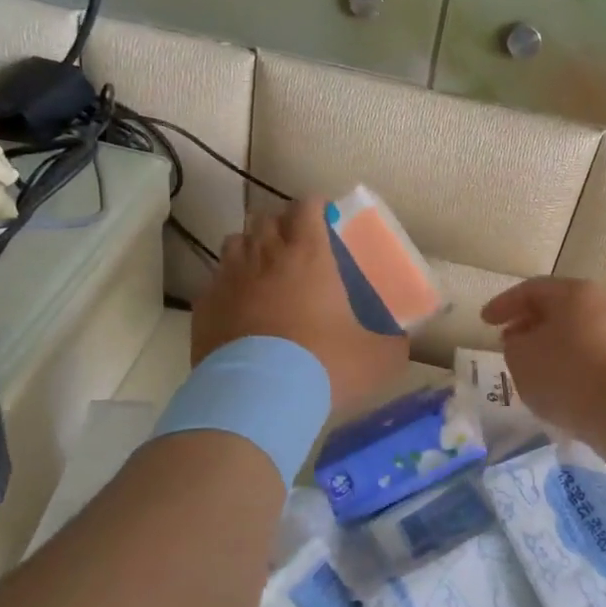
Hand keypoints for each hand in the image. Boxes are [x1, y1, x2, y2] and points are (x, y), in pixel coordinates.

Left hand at [194, 198, 407, 414]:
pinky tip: (239, 308)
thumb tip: (401, 342)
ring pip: (235, 243)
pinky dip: (228, 286)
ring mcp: (229, 278)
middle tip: (296, 247)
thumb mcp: (376, 359)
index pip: (306, 206)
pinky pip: (216, 282)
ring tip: (264, 271)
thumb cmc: (323, 365)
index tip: (325, 219)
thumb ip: (392, 344)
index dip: (316, 208)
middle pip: (266, 219)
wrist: (256, 399)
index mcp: (309, 255)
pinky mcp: (204, 306)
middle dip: (281, 225)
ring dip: (251, 249)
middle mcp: (265, 256)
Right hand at [479, 277, 605, 435]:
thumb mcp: (520, 356)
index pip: (531, 290)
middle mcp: (604, 305)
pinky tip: (565, 385)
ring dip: (554, 345)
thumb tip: (523, 341)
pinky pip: (596, 357)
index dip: (504, 305)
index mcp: (574, 293)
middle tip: (509, 341)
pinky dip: (577, 365)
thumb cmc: (564, 373)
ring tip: (535, 367)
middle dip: (530, 324)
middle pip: (560, 309)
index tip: (485, 322)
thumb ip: (514, 343)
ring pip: (580, 333)